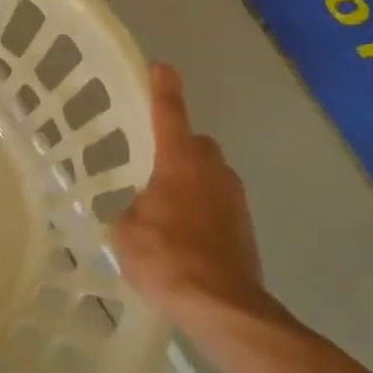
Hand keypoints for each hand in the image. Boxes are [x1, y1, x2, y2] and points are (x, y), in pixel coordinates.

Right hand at [114, 64, 288, 333]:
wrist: (223, 306)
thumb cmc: (167, 259)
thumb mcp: (126, 233)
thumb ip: (131, 209)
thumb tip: (139, 209)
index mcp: (179, 163)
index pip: (169, 114)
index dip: (163, 89)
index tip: (160, 67)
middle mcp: (212, 171)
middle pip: (195, 143)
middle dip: (178, 146)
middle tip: (152, 167)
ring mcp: (234, 197)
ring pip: (210, 173)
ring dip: (191, 179)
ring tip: (166, 208)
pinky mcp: (245, 224)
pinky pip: (218, 200)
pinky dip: (202, 206)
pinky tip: (185, 234)